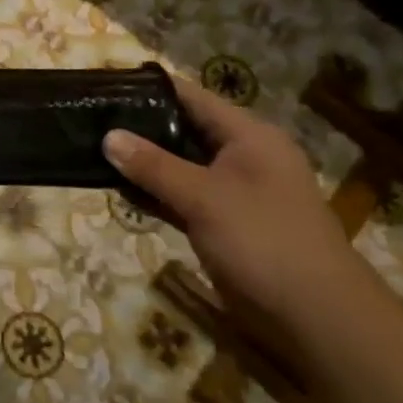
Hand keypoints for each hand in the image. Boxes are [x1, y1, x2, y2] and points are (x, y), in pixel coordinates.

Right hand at [102, 78, 389, 364]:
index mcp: (249, 136)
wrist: (313, 316)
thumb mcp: (203, 197)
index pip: (192, 98)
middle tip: (90, 118)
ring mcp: (231, 191)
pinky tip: (116, 188)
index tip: (106, 86)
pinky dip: (152, 191)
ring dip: (142, 162)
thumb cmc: (263, 241)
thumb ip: (153, 165)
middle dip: (139, 126)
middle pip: (183, 129)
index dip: (150, 89)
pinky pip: (179, 195)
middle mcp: (242, 156)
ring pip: (178, 165)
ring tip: (92, 148)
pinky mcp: (221, 222)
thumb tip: (108, 136)